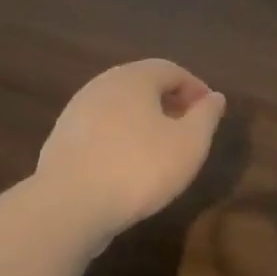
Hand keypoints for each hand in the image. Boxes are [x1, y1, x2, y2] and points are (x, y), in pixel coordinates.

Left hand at [36, 60, 226, 239]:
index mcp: (134, 78)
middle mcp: (101, 86)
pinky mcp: (62, 141)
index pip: (171, 70)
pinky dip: (121, 138)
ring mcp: (76, 112)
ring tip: (161, 149)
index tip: (210, 112)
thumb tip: (215, 97)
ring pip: (119, 107)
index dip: (195, 88)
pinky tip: (129, 165)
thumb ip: (206, 116)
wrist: (70, 205)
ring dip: (144, 121)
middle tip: (188, 128)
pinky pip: (101, 129)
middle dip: (169, 102)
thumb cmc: (140, 168)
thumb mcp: (190, 143)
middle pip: (142, 85)